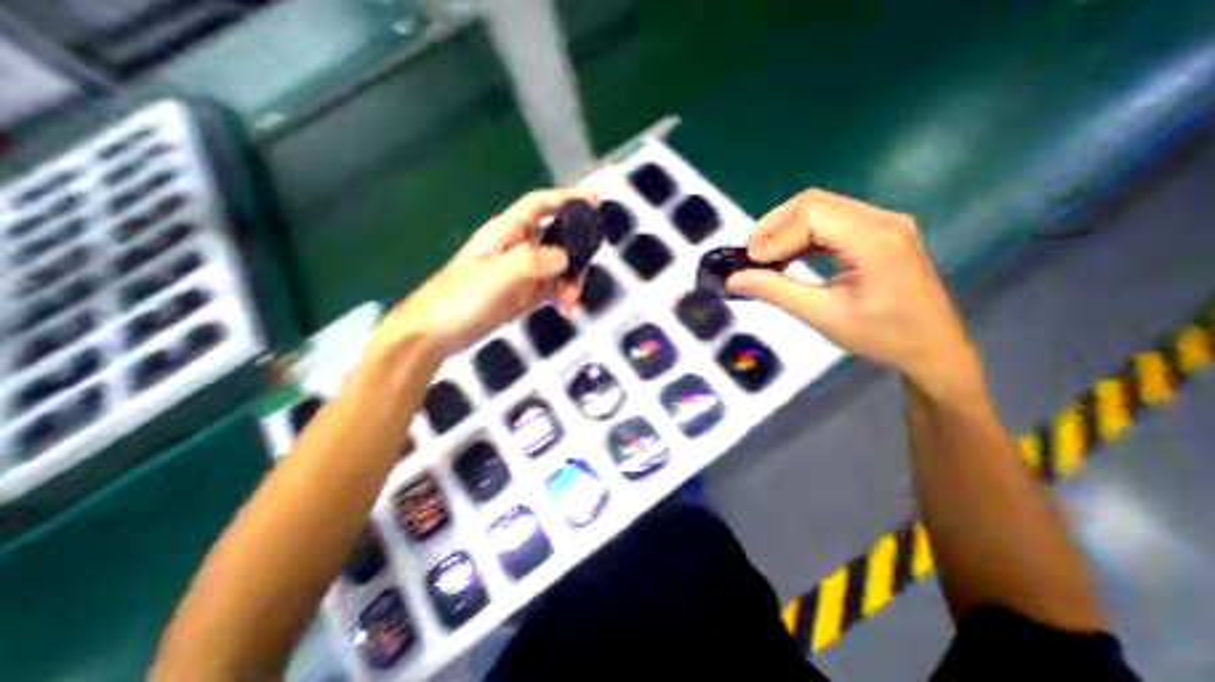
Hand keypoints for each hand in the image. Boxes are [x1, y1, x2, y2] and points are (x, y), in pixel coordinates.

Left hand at [375, 186, 594, 355]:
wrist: (435, 335)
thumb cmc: (457, 300)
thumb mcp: (494, 277)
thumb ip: (530, 263)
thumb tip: (565, 257)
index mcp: (505, 234)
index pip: (539, 206)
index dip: (566, 198)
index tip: (593, 201)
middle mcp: (517, 250)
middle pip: (558, 238)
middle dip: (575, 255)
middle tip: (582, 274)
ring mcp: (522, 274)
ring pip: (559, 267)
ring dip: (570, 282)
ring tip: (568, 303)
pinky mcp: (524, 295)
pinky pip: (553, 288)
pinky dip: (563, 296)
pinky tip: (564, 309)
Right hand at [724, 188, 980, 396]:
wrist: (933, 348)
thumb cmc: (881, 337)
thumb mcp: (822, 316)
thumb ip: (776, 292)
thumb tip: (733, 279)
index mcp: (875, 241)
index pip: (811, 215)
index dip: (773, 235)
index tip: (750, 264)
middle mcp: (882, 220)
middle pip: (813, 202)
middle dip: (774, 227)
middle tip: (752, 258)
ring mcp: (884, 222)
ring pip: (820, 207)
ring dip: (785, 228)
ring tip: (765, 258)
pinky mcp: (879, 231)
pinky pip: (831, 219)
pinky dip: (802, 234)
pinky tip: (789, 255)